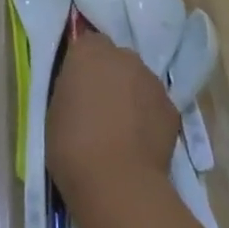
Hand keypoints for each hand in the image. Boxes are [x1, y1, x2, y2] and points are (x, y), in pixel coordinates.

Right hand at [47, 33, 177, 209]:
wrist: (118, 184)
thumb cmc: (73, 146)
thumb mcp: (55, 109)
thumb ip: (71, 87)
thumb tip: (81, 87)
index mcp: (89, 51)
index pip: (86, 43)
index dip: (83, 65)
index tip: (78, 86)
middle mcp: (123, 56)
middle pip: (116, 59)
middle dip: (110, 76)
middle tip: (100, 107)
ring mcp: (151, 80)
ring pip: (139, 80)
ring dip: (131, 95)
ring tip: (123, 129)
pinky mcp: (172, 107)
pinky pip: (155, 105)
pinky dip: (149, 117)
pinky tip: (141, 143)